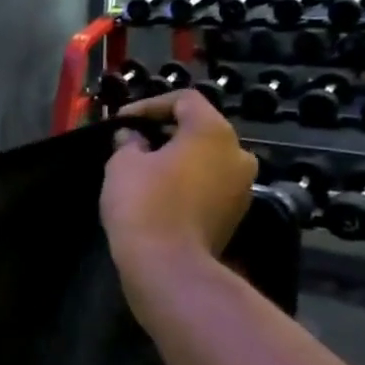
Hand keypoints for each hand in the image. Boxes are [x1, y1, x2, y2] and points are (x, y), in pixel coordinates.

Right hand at [101, 90, 256, 280]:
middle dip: (165, 133)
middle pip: (200, 130)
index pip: (185, 100)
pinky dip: (187, 184)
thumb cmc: (143, 202)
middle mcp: (238, 154)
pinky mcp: (235, 215)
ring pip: (206, 160)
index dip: (149, 105)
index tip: (121, 121)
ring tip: (144, 170)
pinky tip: (159, 195)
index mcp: (213, 132)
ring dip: (178, 160)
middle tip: (132, 143)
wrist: (167, 264)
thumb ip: (128, 142)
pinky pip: (209, 186)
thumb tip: (132, 137)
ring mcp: (242, 187)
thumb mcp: (123, 163)